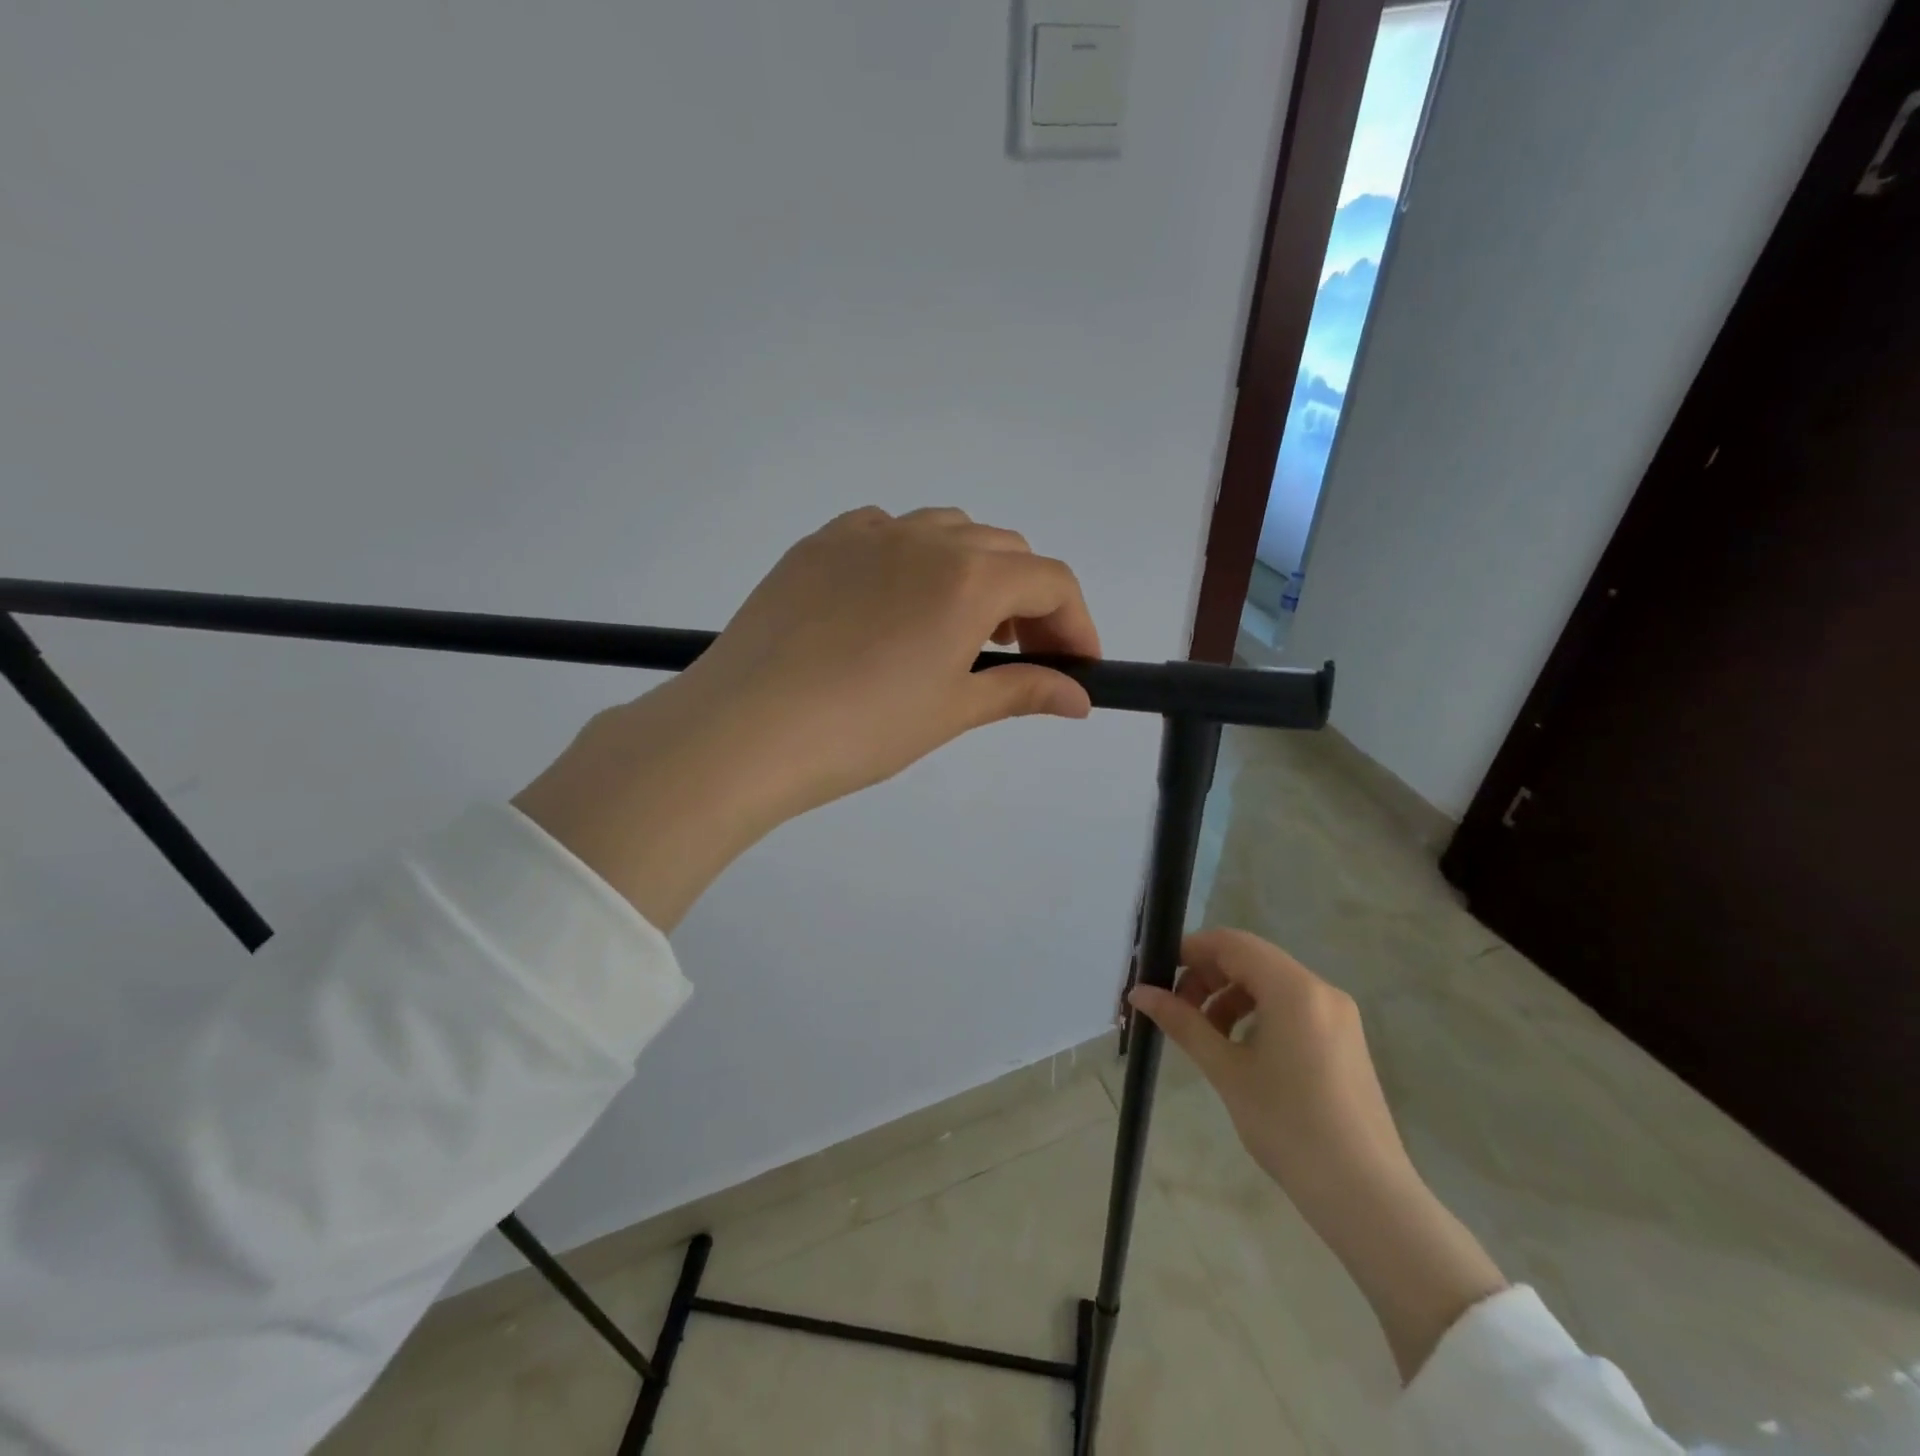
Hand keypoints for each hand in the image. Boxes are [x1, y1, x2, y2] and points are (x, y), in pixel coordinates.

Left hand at [673, 505, 1100, 818]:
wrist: (745, 729)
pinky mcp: (818, 544)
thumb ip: (1023, 691)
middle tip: (1021, 654)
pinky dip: (914, 558)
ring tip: (960, 628)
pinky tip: (897, 604)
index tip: (1078, 667)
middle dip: (1030, 599)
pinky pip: (886, 531)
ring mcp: (864, 532)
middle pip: (1005, 550)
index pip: (1052, 581)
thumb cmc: (862, 729)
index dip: (1077, 623)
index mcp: (968, 577)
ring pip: (947, 531)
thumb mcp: (952, 711)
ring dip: (974, 572)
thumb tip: (1078, 698)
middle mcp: (923, 536)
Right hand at [1130, 929, 1413, 1206]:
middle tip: (1175, 1010)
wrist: (1365, 1196)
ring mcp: (1337, 1015)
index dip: (1190, 951)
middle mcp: (1320, 989)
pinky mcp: (1344, 1040)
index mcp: (1293, 988)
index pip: (1231, 944)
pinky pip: (1291, 1006)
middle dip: (1207, 977)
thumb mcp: (1226, 1070)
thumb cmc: (1288, 1126)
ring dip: (1230, 997)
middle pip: (1251, 960)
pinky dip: (1257, 1014)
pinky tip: (1240, 1049)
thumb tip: (1140, 993)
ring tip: (1204, 1035)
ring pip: (1270, 983)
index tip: (1157, 975)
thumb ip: (1183, 1023)